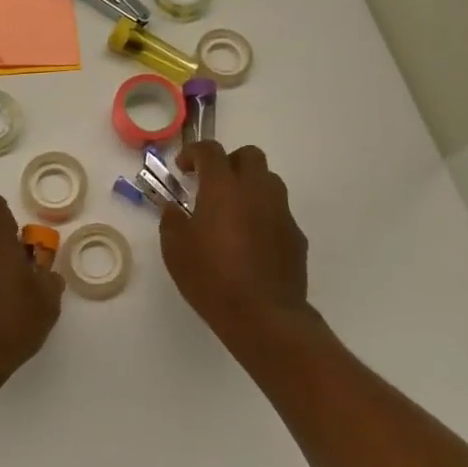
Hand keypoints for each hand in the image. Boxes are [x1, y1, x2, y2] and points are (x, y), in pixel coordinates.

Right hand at [159, 142, 312, 348]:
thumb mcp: (176, 251)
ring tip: (233, 211)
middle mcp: (256, 190)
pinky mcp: (296, 235)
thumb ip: (172, 221)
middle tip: (212, 183)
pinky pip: (279, 212)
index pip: (211, 151)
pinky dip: (263, 215)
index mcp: (223, 187)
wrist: (264, 315)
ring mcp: (281, 211)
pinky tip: (251, 240)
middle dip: (229, 162)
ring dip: (250, 186)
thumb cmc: (211, 278)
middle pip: (249, 156)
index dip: (194, 152)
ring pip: (269, 181)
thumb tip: (174, 208)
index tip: (183, 168)